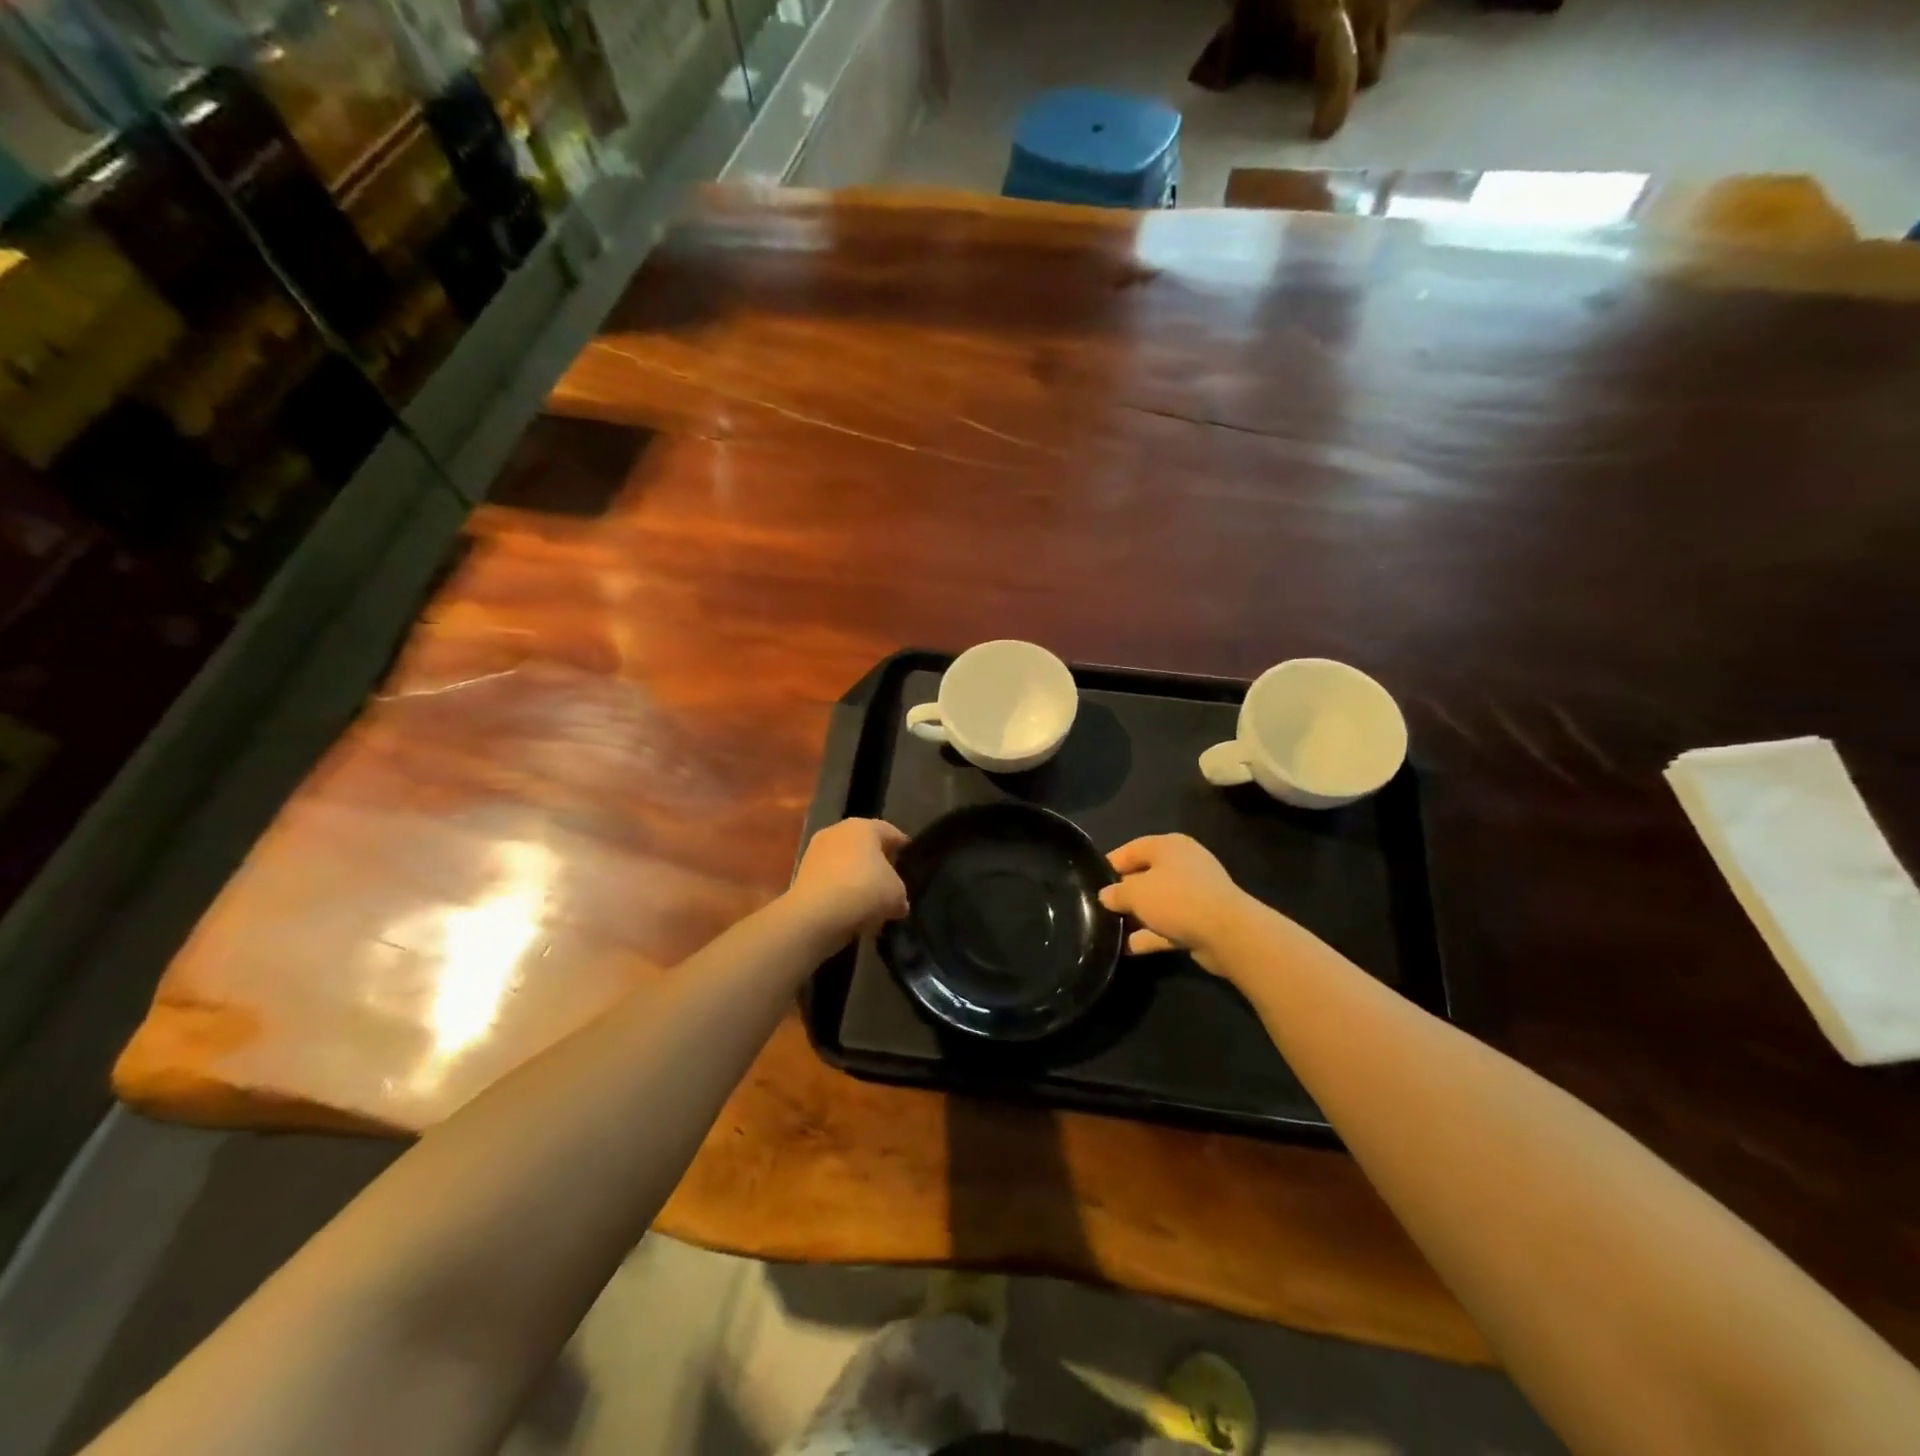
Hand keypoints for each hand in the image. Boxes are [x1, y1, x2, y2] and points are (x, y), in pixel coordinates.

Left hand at [787, 818, 909, 941]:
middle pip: (864, 845)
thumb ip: (900, 893)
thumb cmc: (865, 890)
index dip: (903, 847)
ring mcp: (816, 851)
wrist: (816, 914)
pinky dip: (839, 891)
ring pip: (844, 862)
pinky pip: (830, 879)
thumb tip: (898, 903)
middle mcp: (838, 831)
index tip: (910, 863)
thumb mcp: (897, 894)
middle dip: (877, 863)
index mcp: (864, 826)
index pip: (890, 832)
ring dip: (856, 878)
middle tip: (890, 882)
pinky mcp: (802, 873)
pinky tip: (849, 909)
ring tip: (869, 901)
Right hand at [1098, 834, 1253, 972]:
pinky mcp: (1201, 921)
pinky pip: (1169, 925)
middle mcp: (1183, 865)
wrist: (1227, 933)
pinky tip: (1128, 948)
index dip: (1110, 864)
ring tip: (1110, 929)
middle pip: (1145, 875)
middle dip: (1124, 893)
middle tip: (1100, 908)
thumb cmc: (1176, 899)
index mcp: (1169, 846)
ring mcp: (1195, 894)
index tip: (1092, 882)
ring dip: (1137, 916)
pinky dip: (1151, 935)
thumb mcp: (1136, 892)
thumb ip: (1116, 893)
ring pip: (1158, 902)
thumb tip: (1106, 896)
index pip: (1132, 849)